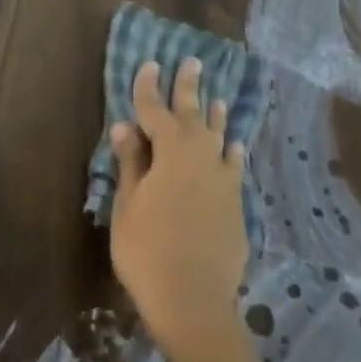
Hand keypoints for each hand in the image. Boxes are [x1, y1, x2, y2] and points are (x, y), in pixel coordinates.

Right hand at [108, 58, 249, 352]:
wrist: (193, 300)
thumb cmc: (146, 250)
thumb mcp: (127, 205)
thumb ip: (131, 164)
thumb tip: (125, 127)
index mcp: (171, 155)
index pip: (155, 112)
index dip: (148, 88)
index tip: (148, 64)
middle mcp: (202, 159)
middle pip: (193, 116)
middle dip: (188, 89)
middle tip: (191, 62)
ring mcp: (223, 182)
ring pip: (219, 139)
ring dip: (214, 117)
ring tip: (216, 98)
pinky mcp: (235, 205)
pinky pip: (233, 167)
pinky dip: (231, 153)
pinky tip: (234, 146)